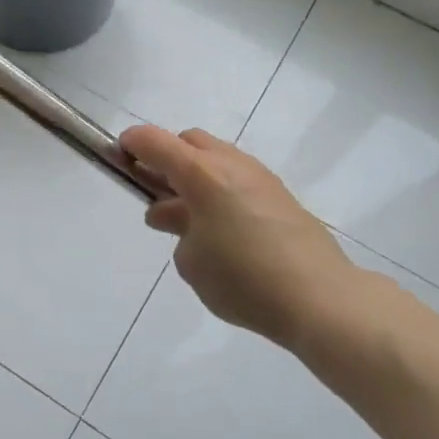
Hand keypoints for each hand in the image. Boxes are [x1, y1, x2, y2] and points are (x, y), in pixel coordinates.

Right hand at [118, 125, 357, 347]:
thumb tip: (180, 217)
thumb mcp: (191, 262)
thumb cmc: (243, 280)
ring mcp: (260, 177)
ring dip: (195, 175)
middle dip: (167, 157)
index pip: (156, 141)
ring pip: (217, 158)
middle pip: (189, 141)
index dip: (132, 143)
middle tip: (155, 191)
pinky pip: (238, 178)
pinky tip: (221, 227)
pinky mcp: (280, 195)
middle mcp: (231, 164)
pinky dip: (220, 189)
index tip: (119, 154)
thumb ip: (178, 229)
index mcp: (202, 174)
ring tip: (187, 216)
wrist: (319, 297)